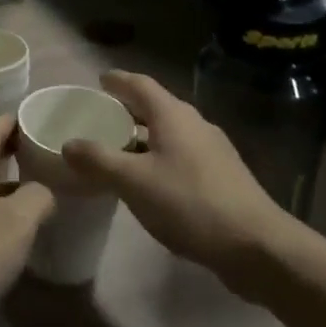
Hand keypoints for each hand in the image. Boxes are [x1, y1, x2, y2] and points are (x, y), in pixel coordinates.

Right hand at [59, 71, 294, 286]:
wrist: (256, 245)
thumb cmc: (189, 204)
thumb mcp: (134, 182)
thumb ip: (98, 160)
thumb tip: (69, 143)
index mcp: (173, 116)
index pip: (140, 84)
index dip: (117, 80)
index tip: (98, 81)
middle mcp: (195, 124)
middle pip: (155, 107)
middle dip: (127, 109)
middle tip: (99, 118)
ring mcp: (212, 150)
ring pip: (169, 133)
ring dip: (142, 136)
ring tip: (117, 150)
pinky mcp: (222, 176)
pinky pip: (181, 154)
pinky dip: (158, 157)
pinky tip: (148, 181)